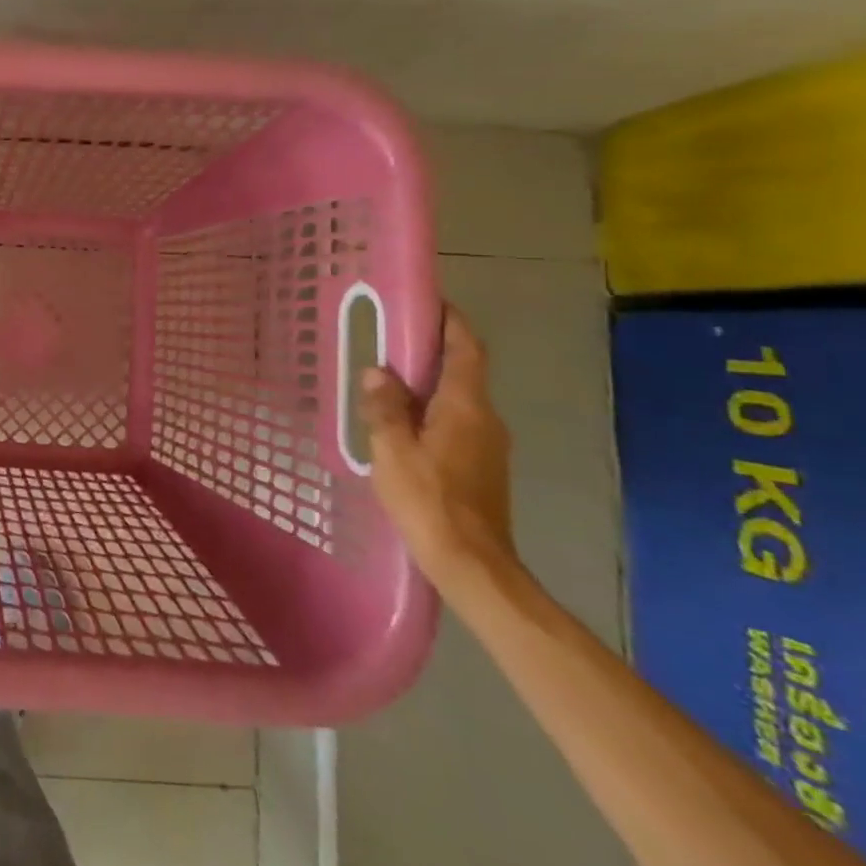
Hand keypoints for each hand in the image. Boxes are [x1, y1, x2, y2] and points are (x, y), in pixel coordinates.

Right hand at [359, 304, 518, 588]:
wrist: (473, 564)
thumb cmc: (429, 501)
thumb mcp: (392, 450)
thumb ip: (384, 408)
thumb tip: (377, 371)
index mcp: (466, 407)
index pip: (466, 349)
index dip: (451, 321)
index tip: (428, 301)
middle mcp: (485, 419)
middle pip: (463, 371)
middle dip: (431, 351)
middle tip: (390, 339)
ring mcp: (487, 445)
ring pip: (457, 399)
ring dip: (427, 383)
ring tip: (386, 380)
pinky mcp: (481, 467)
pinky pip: (455, 422)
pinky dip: (430, 410)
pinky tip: (400, 424)